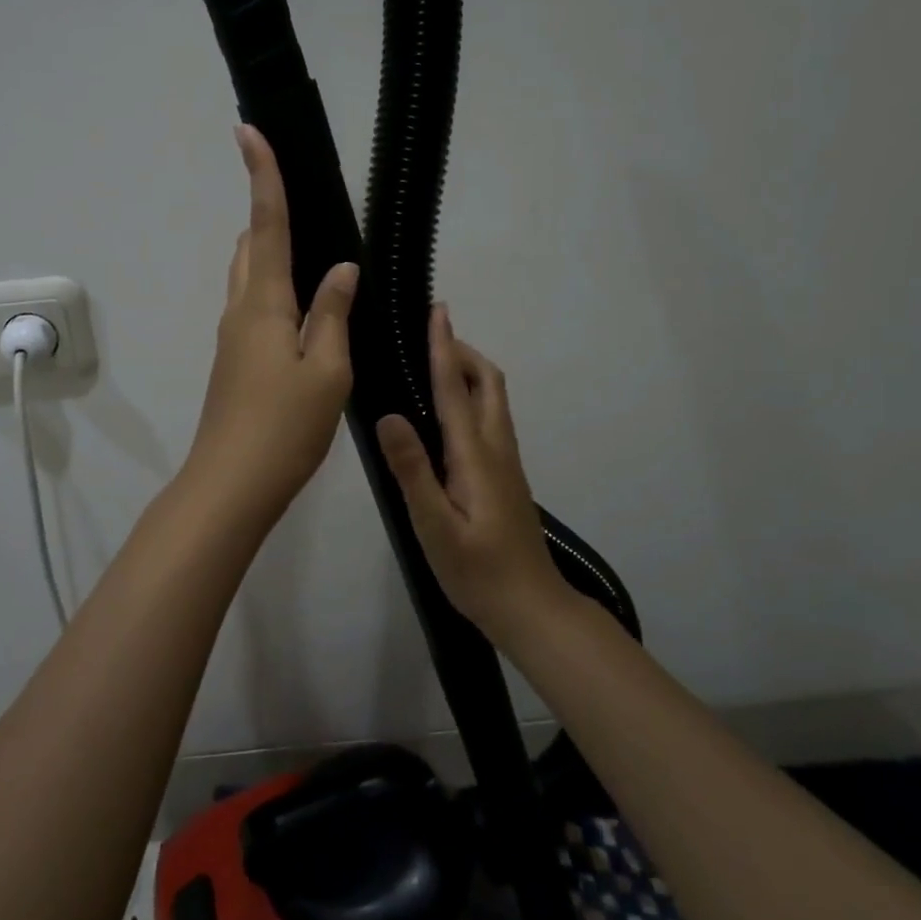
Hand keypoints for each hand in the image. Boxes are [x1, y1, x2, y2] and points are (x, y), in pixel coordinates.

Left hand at [182, 125, 357, 531]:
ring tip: (317, 254)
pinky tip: (308, 309)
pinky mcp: (235, 361)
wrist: (231, 484)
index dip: (262, 176)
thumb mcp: (327, 371)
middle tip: (306, 201)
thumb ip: (332, 314)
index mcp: (263, 303)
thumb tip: (341, 268)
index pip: (265, 225)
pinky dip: (277, 290)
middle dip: (270, 214)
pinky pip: (255, 307)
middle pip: (251, 246)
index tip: (249, 131)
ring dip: (273, 254)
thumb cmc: (284, 427)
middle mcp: (240, 310)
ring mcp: (232, 338)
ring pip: (251, 278)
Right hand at [376, 307, 567, 638]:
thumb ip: (413, 471)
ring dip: (470, 371)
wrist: (531, 608)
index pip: (457, 389)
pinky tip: (449, 414)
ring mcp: (505, 463)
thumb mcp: (434, 527)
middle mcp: (496, 449)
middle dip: (463, 351)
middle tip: (432, 333)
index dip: (445, 347)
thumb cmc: (478, 572)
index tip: (438, 311)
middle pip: (488, 384)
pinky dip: (471, 396)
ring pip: (493, 400)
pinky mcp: (505, 477)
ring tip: (437, 362)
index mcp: (475, 456)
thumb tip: (389, 416)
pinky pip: (490, 419)